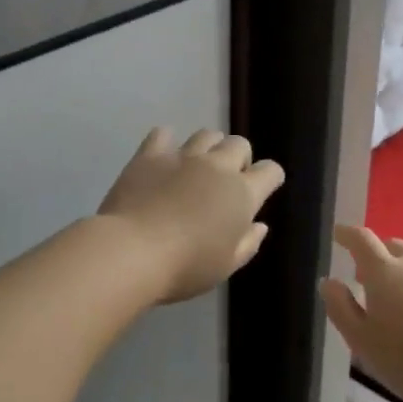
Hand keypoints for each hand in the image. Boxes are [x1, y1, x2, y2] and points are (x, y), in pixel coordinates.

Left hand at [98, 128, 285, 303]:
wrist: (132, 251)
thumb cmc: (185, 267)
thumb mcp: (225, 266)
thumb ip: (248, 243)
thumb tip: (259, 225)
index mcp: (242, 194)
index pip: (270, 171)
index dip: (269, 179)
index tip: (262, 190)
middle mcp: (217, 167)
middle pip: (239, 144)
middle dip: (238, 159)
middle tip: (225, 182)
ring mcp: (182, 157)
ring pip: (206, 134)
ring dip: (208, 148)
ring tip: (197, 168)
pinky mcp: (150, 155)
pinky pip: (163, 134)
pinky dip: (166, 142)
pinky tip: (162, 159)